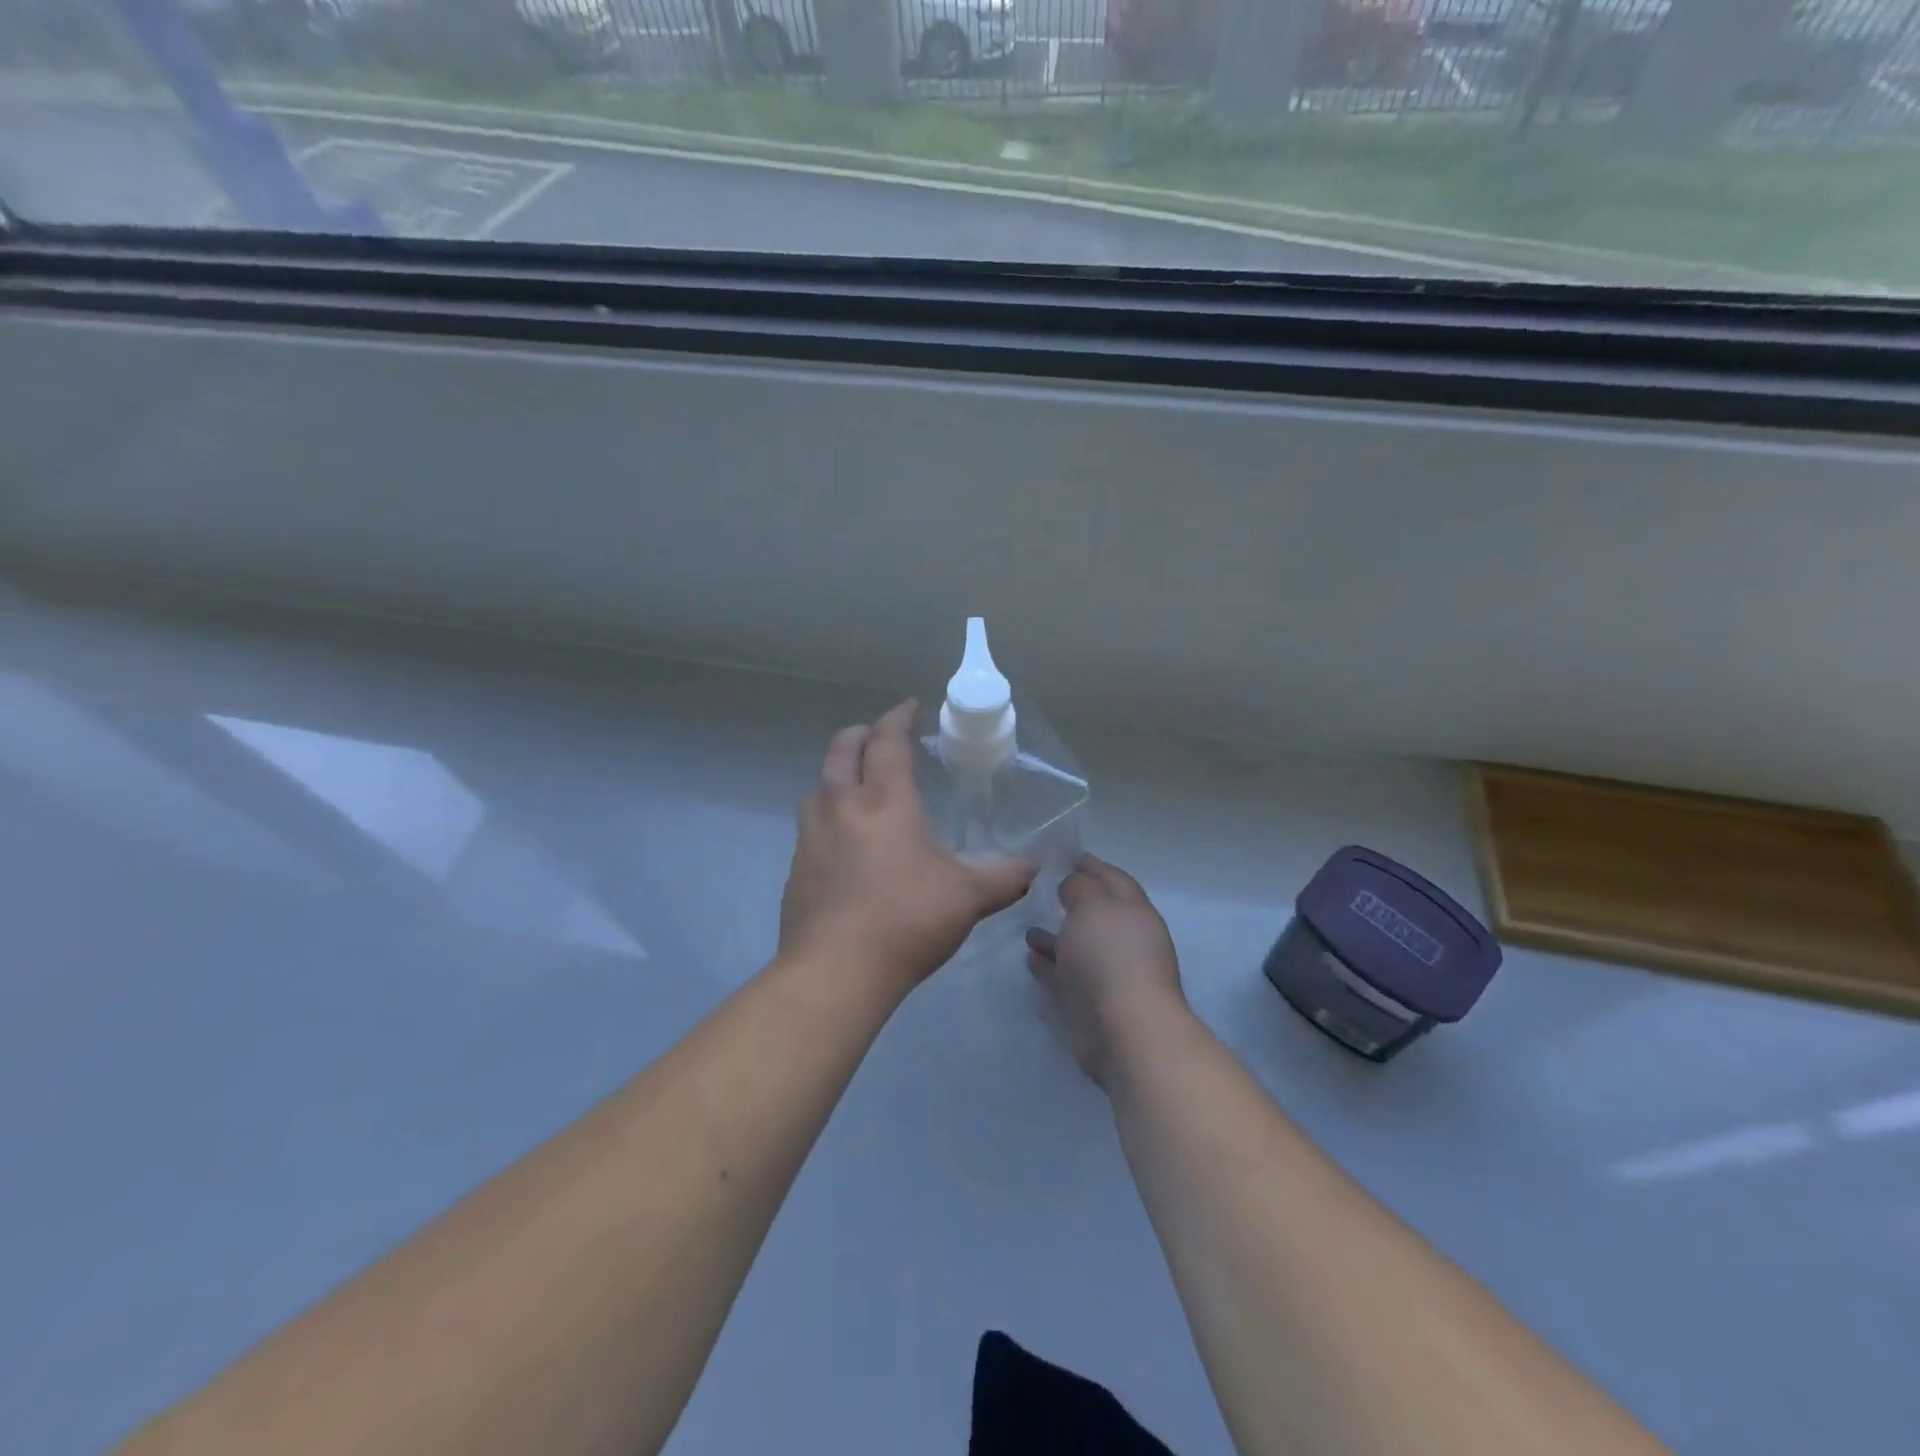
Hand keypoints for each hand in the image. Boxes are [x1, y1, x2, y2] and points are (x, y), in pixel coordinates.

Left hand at [780, 700, 1036, 996]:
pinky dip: (828, 813)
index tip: (910, 706)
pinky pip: (811, 823)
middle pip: (842, 749)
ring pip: (819, 784)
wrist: (835, 971)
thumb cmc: (906, 920)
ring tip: (859, 785)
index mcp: (885, 801)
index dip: (899, 717)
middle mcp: (842, 806)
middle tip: (881, 736)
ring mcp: (812, 836)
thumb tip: (1032, 867)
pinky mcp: (797, 867)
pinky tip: (844, 840)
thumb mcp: (968, 897)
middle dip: (862, 733)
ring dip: (838, 772)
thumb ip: (1004, 876)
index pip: (887, 741)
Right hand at [1026, 856, 1185, 1084]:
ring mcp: (1111, 974)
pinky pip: (1066, 977)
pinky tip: (1029, 958)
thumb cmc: (1109, 956)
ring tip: (1028, 929)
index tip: (1065, 856)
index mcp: (1135, 911)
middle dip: (1074, 902)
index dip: (1091, 866)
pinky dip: (1050, 966)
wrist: (1125, 1030)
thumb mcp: (1092, 905)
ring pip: (1080, 947)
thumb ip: (1080, 886)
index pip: (1113, 878)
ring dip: (1056, 937)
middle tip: (1044, 890)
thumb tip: (1073, 884)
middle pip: (1097, 913)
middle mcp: (1127, 940)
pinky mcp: (1093, 1004)